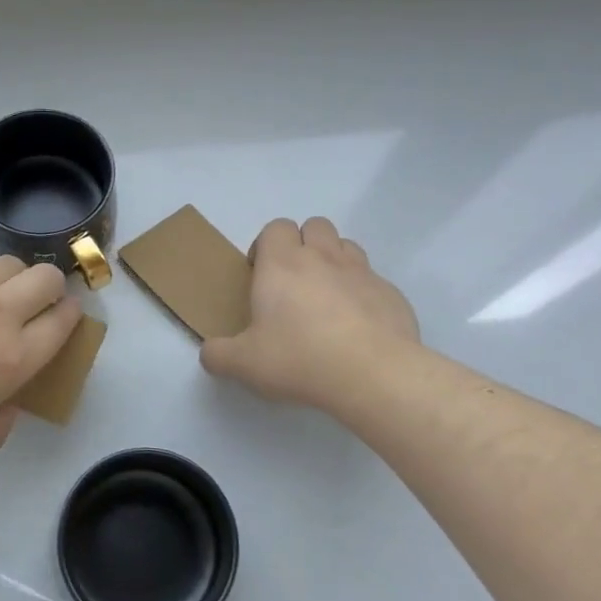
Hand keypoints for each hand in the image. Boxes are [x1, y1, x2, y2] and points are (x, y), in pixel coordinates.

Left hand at [0, 253, 82, 451]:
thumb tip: (10, 404)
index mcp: (13, 357)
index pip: (63, 322)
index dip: (70, 316)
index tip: (63, 318)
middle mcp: (0, 311)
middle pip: (48, 279)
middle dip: (52, 289)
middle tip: (34, 305)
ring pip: (10, 263)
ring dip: (11, 279)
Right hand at [200, 218, 419, 413]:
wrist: (373, 374)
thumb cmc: (300, 358)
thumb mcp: (244, 363)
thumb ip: (218, 355)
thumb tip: (209, 353)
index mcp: (282, 264)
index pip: (276, 227)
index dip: (266, 245)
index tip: (261, 275)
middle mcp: (323, 257)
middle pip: (315, 225)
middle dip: (304, 244)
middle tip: (294, 282)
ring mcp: (362, 272)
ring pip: (346, 246)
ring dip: (334, 261)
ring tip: (327, 298)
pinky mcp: (391, 294)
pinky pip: (373, 281)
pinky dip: (362, 293)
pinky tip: (358, 327)